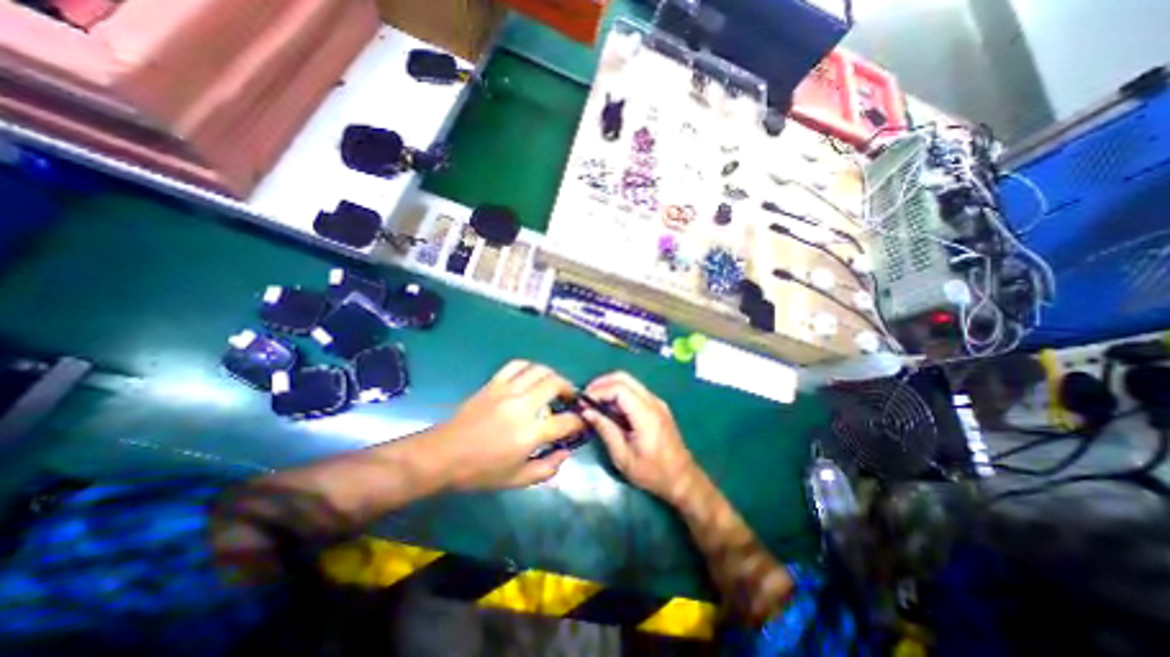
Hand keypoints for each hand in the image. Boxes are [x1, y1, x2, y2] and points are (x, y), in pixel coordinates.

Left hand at [426, 359, 584, 492]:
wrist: (443, 455)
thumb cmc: (481, 472)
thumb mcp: (518, 480)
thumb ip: (547, 468)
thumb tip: (566, 452)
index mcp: (530, 433)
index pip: (566, 421)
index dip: (579, 421)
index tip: (581, 422)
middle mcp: (522, 406)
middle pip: (555, 384)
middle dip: (569, 389)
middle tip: (570, 398)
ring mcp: (507, 391)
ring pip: (539, 370)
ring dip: (552, 375)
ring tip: (554, 385)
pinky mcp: (493, 383)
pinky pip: (517, 365)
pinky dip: (530, 367)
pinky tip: (532, 376)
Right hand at [583, 371, 697, 503]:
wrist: (682, 479)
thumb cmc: (652, 473)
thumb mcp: (623, 457)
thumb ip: (606, 430)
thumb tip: (587, 412)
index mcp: (646, 415)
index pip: (619, 388)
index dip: (599, 391)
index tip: (584, 402)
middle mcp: (653, 402)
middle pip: (625, 378)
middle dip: (602, 383)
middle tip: (587, 397)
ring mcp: (657, 402)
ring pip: (630, 382)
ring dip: (610, 386)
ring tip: (594, 402)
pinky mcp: (657, 406)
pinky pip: (635, 390)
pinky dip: (619, 393)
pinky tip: (610, 407)